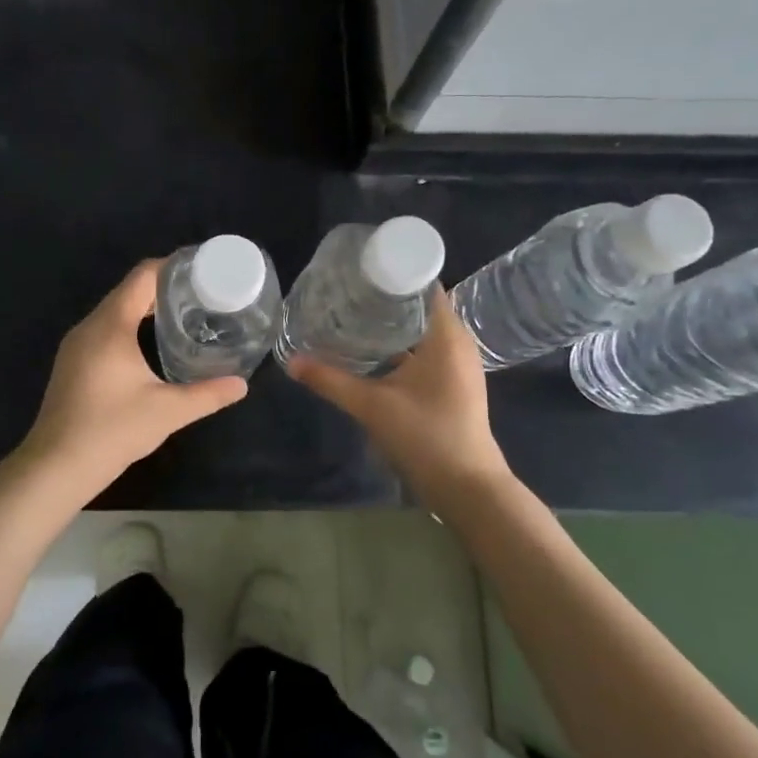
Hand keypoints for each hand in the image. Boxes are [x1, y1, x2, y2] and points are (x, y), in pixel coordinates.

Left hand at [13, 259, 248, 500]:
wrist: (56, 466)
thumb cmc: (112, 430)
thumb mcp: (168, 412)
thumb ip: (208, 395)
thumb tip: (241, 385)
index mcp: (110, 325)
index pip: (142, 277)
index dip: (172, 266)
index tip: (202, 270)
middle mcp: (89, 326)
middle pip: (128, 290)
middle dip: (164, 287)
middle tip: (202, 294)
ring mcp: (76, 344)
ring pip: (114, 311)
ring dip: (145, 307)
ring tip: (182, 314)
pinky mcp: (72, 362)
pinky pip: (104, 329)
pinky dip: (129, 325)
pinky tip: (150, 343)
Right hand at [286, 293, 508, 499]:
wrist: (466, 488)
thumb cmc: (426, 437)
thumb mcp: (372, 406)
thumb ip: (330, 381)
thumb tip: (290, 361)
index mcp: (446, 337)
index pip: (424, 285)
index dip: (393, 272)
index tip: (359, 269)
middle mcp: (456, 343)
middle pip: (420, 305)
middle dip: (385, 297)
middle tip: (346, 290)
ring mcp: (457, 365)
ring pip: (422, 330)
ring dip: (392, 322)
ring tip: (352, 314)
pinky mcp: (452, 383)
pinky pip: (425, 350)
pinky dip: (400, 345)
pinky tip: (370, 351)